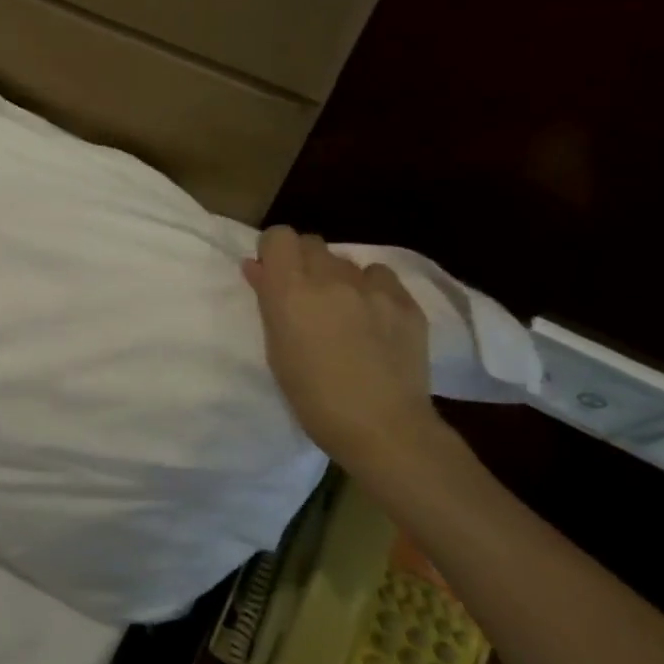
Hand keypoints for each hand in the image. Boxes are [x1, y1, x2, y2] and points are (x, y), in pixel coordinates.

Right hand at [243, 227, 457, 475]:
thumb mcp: (276, 348)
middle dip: (304, 262)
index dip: (275, 251)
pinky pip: (381, 278)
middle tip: (306, 296)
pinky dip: (372, 289)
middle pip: (312, 243)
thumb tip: (257, 268)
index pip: (280, 235)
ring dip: (338, 277)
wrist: (382, 428)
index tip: (273, 274)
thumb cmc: (312, 397)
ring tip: (343, 310)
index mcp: (290, 290)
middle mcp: (330, 278)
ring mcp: (372, 288)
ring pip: (346, 261)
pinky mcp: (406, 302)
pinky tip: (374, 318)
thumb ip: (268, 301)